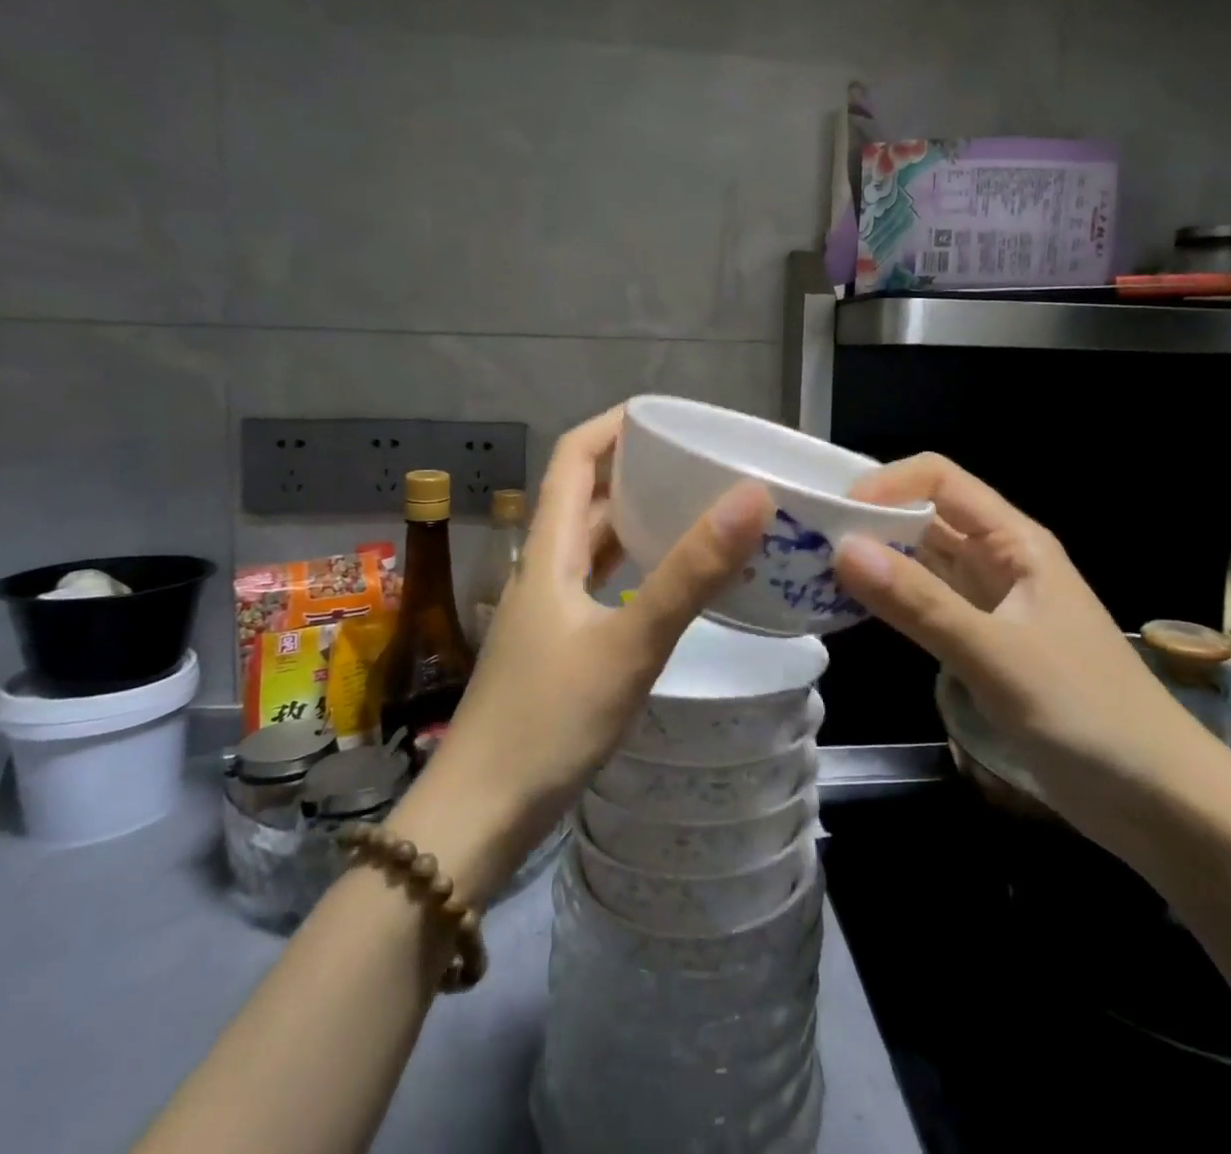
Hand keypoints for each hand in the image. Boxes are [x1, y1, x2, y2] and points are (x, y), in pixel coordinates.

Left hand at [390, 406, 771, 902]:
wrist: (480, 817)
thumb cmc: (548, 722)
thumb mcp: (629, 643)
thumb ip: (689, 573)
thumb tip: (750, 497)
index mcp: (548, 552)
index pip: (572, 458)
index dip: (612, 425)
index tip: (665, 414)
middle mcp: (543, 571)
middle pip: (583, 497)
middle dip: (634, 470)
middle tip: (696, 463)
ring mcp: (547, 613)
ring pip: (592, 546)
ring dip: (634, 520)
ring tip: (693, 510)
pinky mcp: (557, 650)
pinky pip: (599, 587)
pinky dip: (632, 569)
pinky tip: (666, 584)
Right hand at [833, 453, 1230, 854]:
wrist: (1162, 803)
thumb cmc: (1090, 716)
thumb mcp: (998, 657)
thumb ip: (920, 604)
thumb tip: (842, 549)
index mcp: (1014, 542)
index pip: (939, 480)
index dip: (886, 485)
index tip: (834, 516)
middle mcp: (1000, 561)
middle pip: (924, 516)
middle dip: (868, 521)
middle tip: (804, 543)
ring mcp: (991, 604)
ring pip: (922, 561)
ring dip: (875, 560)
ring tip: (812, 573)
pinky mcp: (984, 644)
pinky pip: (926, 604)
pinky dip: (890, 600)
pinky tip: (852, 612)